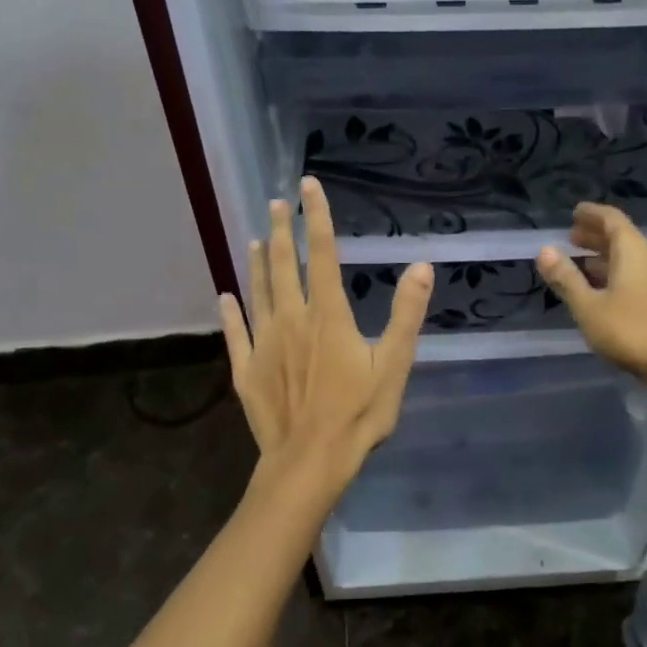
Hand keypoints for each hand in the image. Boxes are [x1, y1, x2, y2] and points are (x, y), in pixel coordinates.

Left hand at [219, 177, 432, 498]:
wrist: (310, 461)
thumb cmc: (359, 414)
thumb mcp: (395, 364)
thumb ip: (406, 314)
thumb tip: (421, 266)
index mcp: (328, 315)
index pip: (324, 254)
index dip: (317, 217)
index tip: (308, 185)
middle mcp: (292, 319)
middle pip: (285, 265)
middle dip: (282, 230)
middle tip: (276, 203)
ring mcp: (265, 343)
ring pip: (258, 291)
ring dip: (258, 262)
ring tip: (256, 238)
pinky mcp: (246, 369)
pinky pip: (236, 332)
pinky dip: (231, 312)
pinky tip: (225, 296)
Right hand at [536, 203, 646, 394]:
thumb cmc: (631, 331)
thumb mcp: (589, 306)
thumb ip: (566, 278)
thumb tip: (544, 250)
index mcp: (632, 251)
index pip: (611, 219)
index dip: (592, 213)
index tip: (574, 211)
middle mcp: (646, 259)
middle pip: (620, 237)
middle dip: (595, 234)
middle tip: (571, 236)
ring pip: (625, 258)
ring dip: (602, 255)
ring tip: (578, 260)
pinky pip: (630, 274)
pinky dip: (610, 273)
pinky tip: (596, 289)